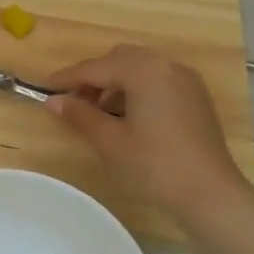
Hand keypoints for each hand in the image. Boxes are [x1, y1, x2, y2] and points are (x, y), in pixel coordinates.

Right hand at [43, 46, 250, 224]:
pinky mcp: (195, 96)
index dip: (67, 78)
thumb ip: (80, 115)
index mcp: (144, 71)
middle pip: (119, 59)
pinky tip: (126, 116)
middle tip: (72, 101)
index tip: (43, 88)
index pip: (95, 67)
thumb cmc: (154, 166)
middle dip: (93, 76)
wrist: (210, 194)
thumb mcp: (110, 141)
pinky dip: (136, 89)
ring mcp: (185, 80)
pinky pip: (157, 80)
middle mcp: (166, 66)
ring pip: (139, 68)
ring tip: (98, 112)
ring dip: (114, 83)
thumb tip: (53, 101)